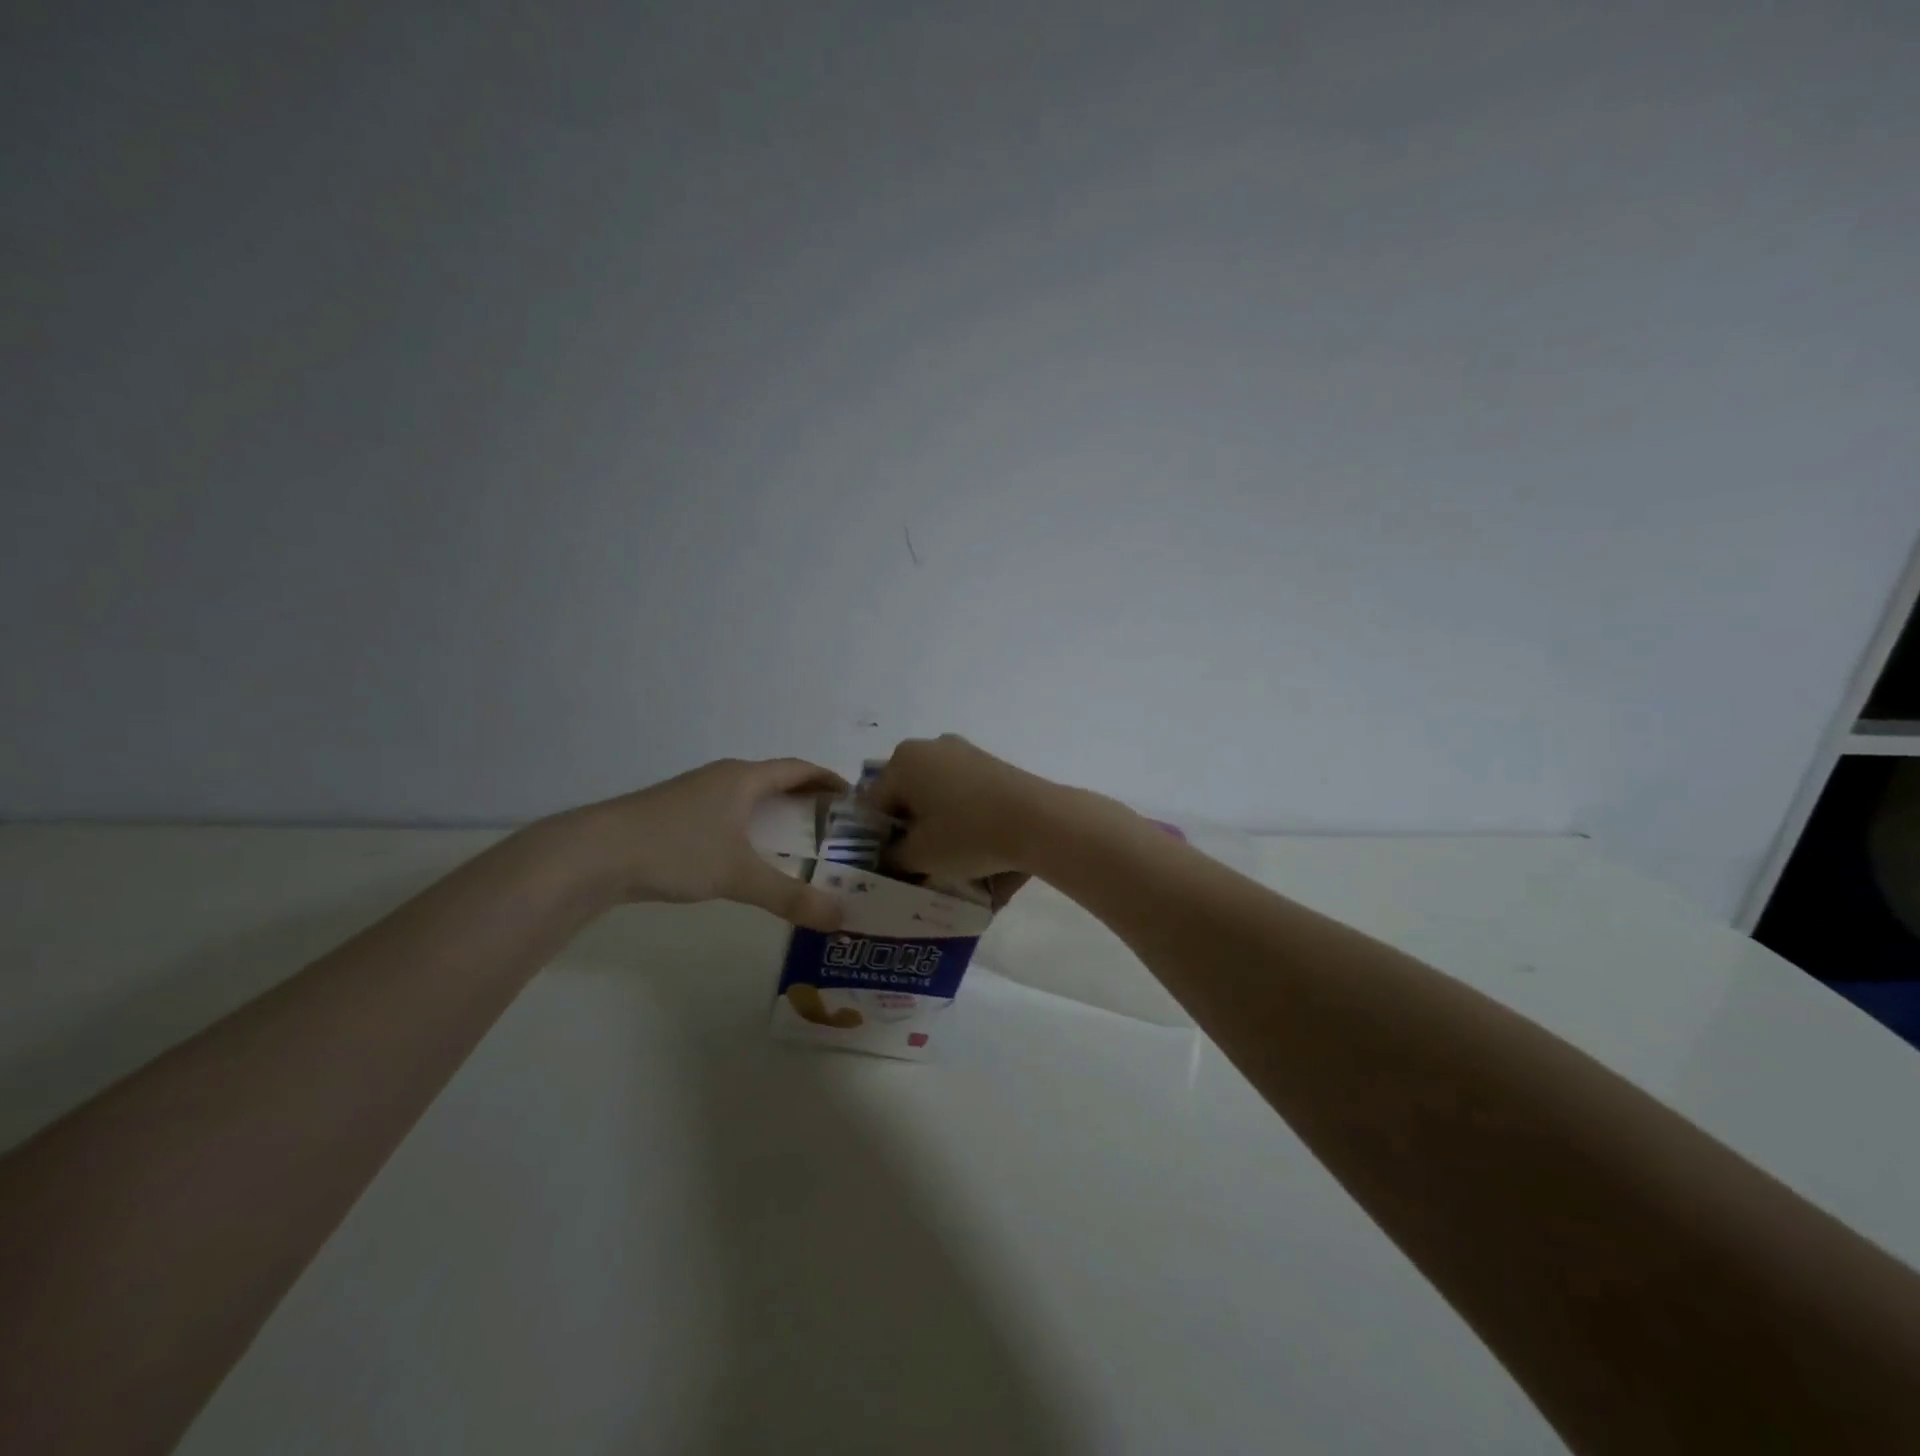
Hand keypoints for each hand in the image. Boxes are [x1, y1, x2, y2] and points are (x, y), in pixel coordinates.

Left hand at [546, 758, 847, 930]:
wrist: (594, 855)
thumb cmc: (677, 850)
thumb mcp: (739, 876)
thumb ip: (791, 897)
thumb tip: (840, 918)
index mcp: (744, 778)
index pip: (799, 769)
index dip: (828, 780)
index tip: (853, 798)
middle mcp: (722, 778)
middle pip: (775, 780)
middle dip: (806, 799)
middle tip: (833, 828)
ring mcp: (694, 794)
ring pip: (747, 798)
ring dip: (774, 814)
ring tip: (797, 844)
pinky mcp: (673, 815)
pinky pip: (726, 813)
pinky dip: (748, 828)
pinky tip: (745, 856)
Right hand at [867, 735, 1066, 898]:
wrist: (1038, 819)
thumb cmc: (968, 834)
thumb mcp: (919, 856)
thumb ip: (892, 857)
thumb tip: (888, 857)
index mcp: (903, 761)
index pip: (873, 805)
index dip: (875, 840)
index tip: (888, 866)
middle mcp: (929, 747)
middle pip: (905, 795)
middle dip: (907, 828)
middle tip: (915, 863)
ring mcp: (963, 751)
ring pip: (935, 793)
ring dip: (934, 823)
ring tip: (946, 856)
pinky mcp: (990, 763)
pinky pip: (961, 791)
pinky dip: (960, 815)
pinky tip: (972, 842)